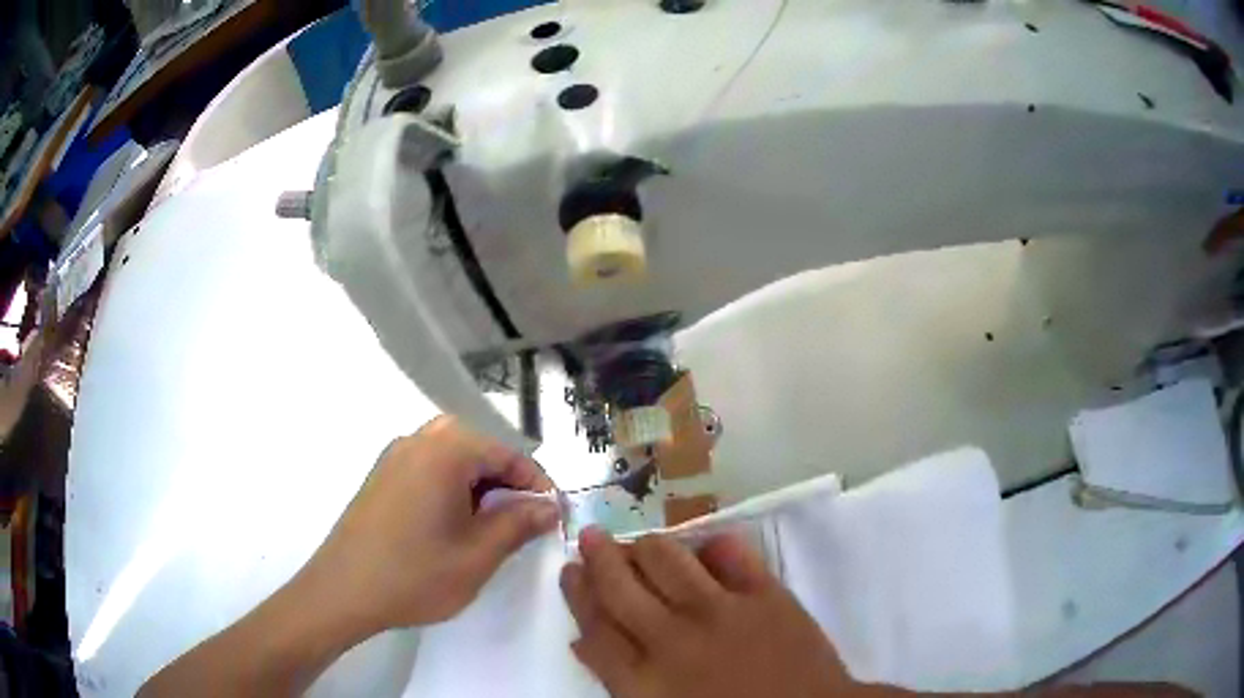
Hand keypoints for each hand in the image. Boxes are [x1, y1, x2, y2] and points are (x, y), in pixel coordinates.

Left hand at [301, 415, 559, 635]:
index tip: (554, 516)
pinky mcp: (381, 476)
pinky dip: (452, 487)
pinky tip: (453, 524)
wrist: (342, 591)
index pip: (507, 454)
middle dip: (507, 482)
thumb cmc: (414, 575)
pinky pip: (428, 467)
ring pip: (453, 457)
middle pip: (479, 448)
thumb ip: (519, 524)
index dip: (537, 484)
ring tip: (491, 525)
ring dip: (480, 484)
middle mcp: (418, 441)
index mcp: (445, 451)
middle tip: (523, 520)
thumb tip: (550, 506)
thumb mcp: (478, 556)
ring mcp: (394, 457)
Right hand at [560, 527, 856, 697]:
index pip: (595, 624)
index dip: (578, 592)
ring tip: (640, 543)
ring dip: (647, 546)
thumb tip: (583, 642)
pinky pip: (733, 555)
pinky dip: (714, 546)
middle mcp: (673, 638)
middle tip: (592, 536)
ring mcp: (722, 611)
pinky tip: (706, 547)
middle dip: (600, 556)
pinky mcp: (766, 595)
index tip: (569, 569)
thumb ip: (619, 679)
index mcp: (644, 679)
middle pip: (622, 586)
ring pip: (668, 559)